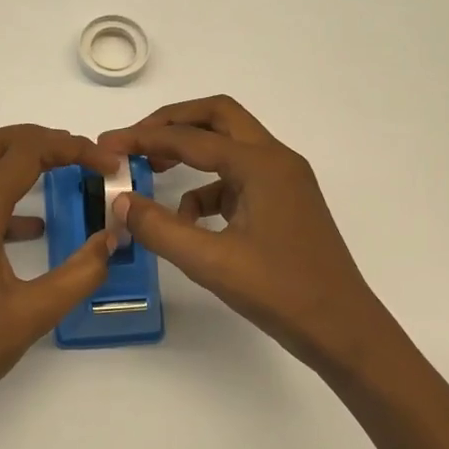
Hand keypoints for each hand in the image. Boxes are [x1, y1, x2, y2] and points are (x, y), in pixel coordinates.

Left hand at [0, 125, 121, 433]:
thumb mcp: (35, 312)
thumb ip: (81, 272)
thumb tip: (113, 237)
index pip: (26, 154)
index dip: (72, 149)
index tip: (109, 163)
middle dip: (39, 138)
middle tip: (80, 153)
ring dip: (19, 161)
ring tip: (64, 174)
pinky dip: (6, 198)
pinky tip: (36, 228)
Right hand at [99, 97, 390, 374]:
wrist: (343, 329)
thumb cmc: (281, 292)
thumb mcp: (211, 262)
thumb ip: (160, 228)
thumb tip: (121, 202)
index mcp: (261, 165)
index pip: (191, 137)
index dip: (143, 138)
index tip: (106, 145)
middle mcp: (276, 160)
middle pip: (217, 118)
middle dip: (172, 124)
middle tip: (134, 142)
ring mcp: (283, 181)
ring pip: (228, 147)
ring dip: (190, 155)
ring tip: (153, 177)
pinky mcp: (283, 204)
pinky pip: (237, 180)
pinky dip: (207, 189)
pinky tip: (189, 221)